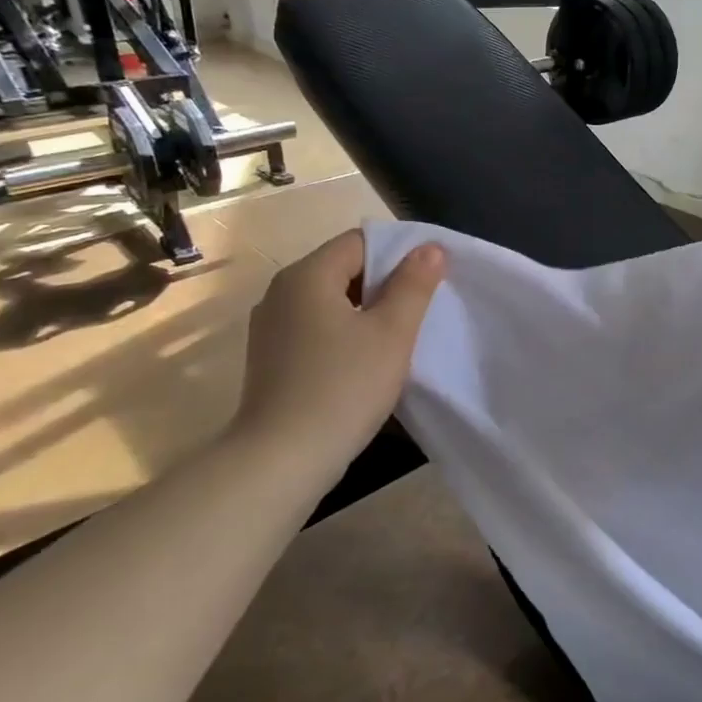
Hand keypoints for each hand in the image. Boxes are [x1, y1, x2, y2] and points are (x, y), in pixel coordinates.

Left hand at [229, 230, 443, 464]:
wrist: (282, 459)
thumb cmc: (343, 387)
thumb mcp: (391, 333)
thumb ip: (413, 285)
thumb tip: (430, 249)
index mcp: (306, 276)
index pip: (359, 242)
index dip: (399, 253)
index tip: (430, 279)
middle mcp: (281, 292)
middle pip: (343, 269)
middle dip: (385, 284)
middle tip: (422, 310)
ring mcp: (271, 328)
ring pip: (331, 302)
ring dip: (366, 312)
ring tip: (399, 337)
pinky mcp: (271, 359)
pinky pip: (316, 330)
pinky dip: (345, 335)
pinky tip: (366, 362)